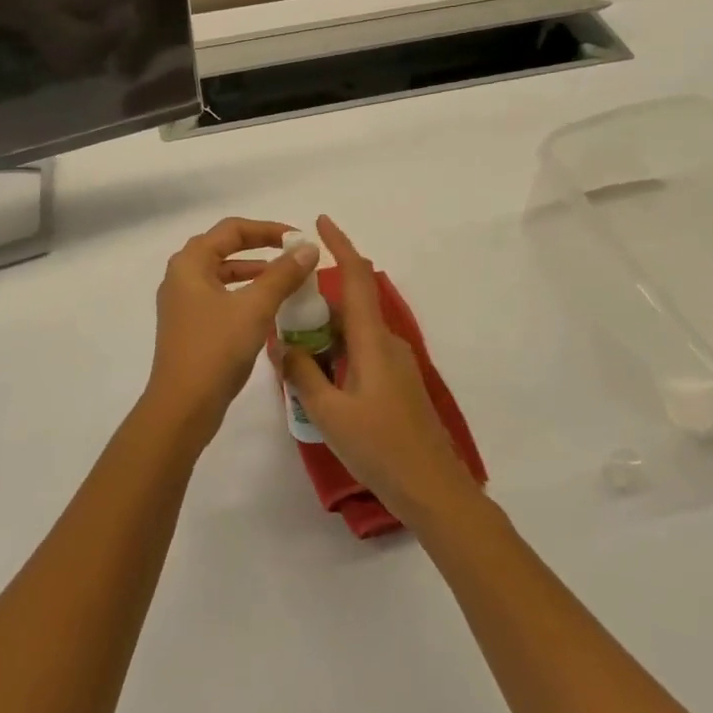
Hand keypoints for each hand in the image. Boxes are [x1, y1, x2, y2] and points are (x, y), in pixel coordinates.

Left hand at [144, 218, 319, 445]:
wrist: (183, 406)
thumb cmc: (216, 349)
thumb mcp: (255, 308)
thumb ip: (283, 275)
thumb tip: (309, 249)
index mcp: (190, 263)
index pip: (232, 229)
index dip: (268, 229)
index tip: (298, 239)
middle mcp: (181, 276)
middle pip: (224, 248)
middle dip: (260, 248)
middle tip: (293, 254)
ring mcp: (182, 302)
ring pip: (222, 274)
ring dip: (254, 272)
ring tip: (287, 279)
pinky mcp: (188, 325)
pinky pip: (219, 297)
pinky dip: (244, 294)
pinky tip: (267, 308)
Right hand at [279, 216, 481, 525]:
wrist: (434, 491)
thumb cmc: (380, 448)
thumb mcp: (328, 412)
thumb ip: (302, 374)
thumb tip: (281, 344)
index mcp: (371, 341)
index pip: (355, 278)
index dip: (339, 245)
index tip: (319, 222)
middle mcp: (386, 343)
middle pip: (349, 306)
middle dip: (315, 302)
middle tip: (279, 314)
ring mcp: (394, 364)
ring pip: (352, 333)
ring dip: (323, 334)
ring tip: (290, 352)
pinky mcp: (395, 384)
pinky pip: (359, 353)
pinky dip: (335, 354)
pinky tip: (315, 379)